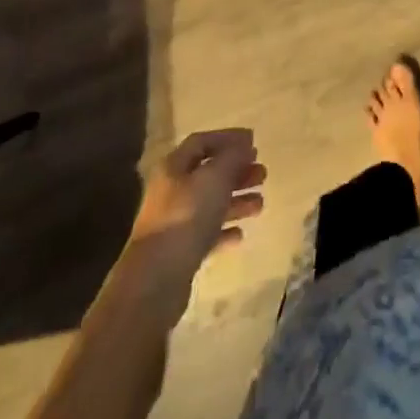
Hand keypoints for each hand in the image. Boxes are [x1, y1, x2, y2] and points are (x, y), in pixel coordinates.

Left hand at [119, 129, 265, 321]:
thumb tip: (245, 144)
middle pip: (209, 173)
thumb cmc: (187, 217)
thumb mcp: (215, 178)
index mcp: (174, 167)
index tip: (254, 141)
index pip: (202, 142)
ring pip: (211, 204)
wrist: (157, 280)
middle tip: (263, 173)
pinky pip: (207, 234)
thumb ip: (232, 157)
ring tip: (260, 204)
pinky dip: (225, 231)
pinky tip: (241, 235)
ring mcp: (175, 222)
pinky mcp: (180, 252)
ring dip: (236, 200)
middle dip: (237, 171)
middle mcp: (172, 190)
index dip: (228, 138)